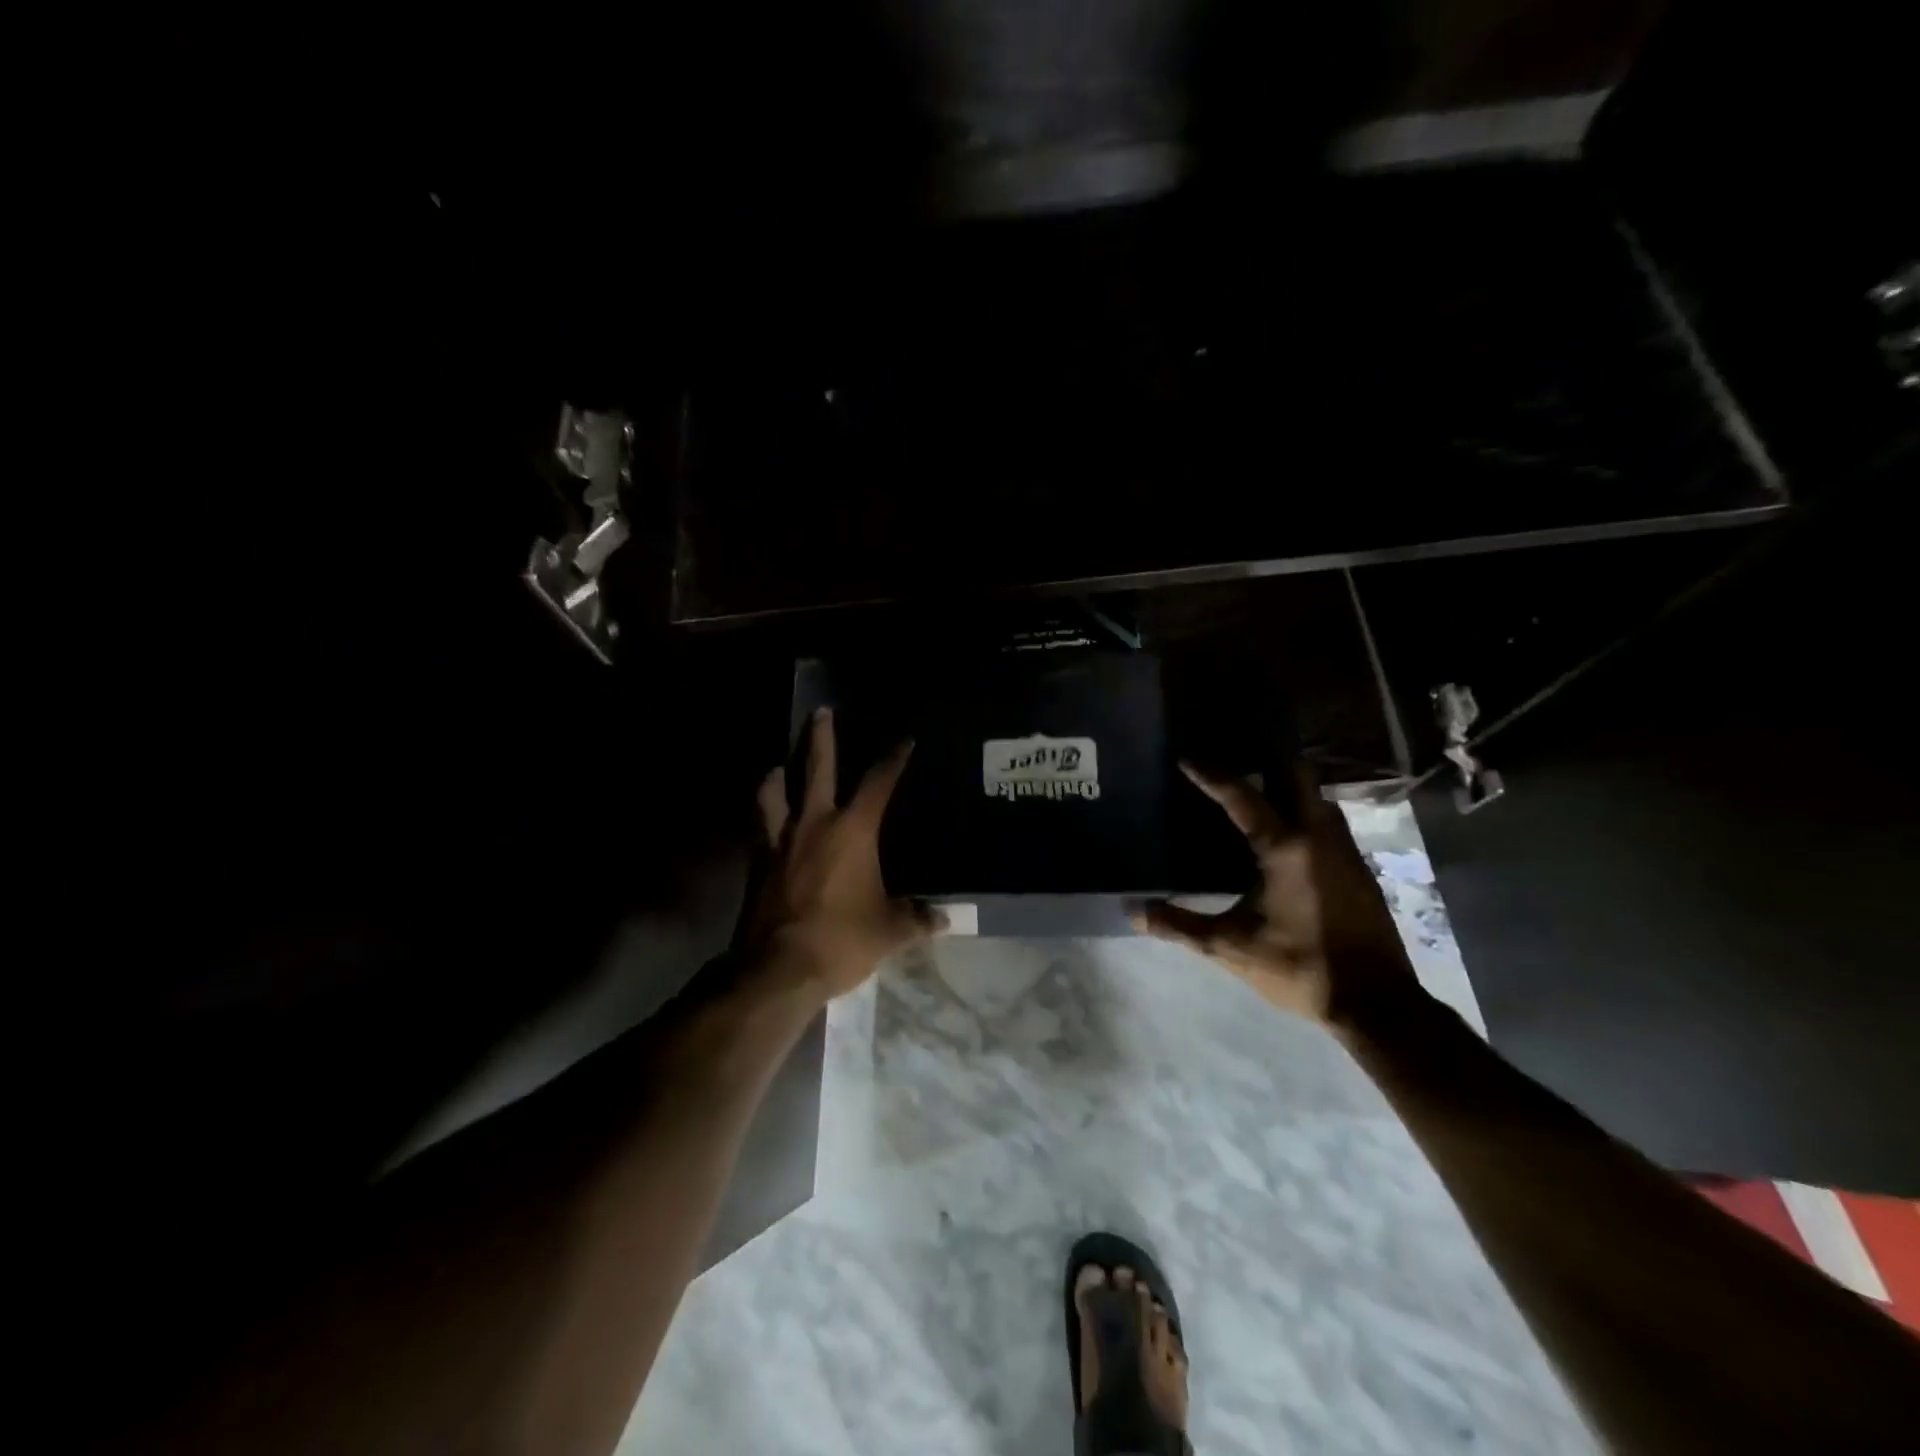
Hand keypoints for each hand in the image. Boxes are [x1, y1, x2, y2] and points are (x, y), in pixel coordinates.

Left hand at [736, 708, 943, 999]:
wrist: (778, 968)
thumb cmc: (841, 939)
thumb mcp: (889, 930)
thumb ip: (917, 918)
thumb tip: (945, 917)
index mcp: (852, 831)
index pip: (878, 783)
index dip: (893, 759)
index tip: (904, 740)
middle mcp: (813, 824)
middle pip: (816, 768)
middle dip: (820, 737)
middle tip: (820, 712)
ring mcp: (779, 840)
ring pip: (773, 792)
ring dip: (777, 774)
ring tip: (778, 766)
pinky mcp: (757, 862)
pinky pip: (758, 827)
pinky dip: (763, 815)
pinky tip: (766, 819)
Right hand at [1137, 763, 1419, 1025]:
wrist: (1376, 1003)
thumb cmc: (1299, 968)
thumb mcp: (1230, 948)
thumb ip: (1179, 925)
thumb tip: (1132, 909)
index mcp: (1285, 849)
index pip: (1242, 797)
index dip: (1212, 775)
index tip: (1186, 757)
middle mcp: (1319, 836)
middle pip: (1296, 775)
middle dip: (1266, 760)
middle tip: (1234, 760)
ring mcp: (1345, 850)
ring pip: (1317, 796)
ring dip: (1290, 786)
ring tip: (1259, 790)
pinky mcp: (1359, 868)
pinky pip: (1329, 820)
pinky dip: (1305, 811)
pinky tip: (1288, 834)